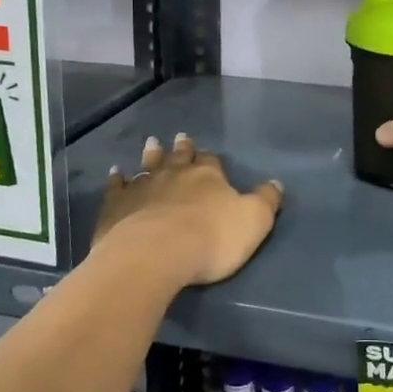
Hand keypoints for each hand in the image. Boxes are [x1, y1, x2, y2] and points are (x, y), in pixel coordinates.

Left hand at [95, 133, 283, 285]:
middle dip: (181, 148)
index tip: (206, 153)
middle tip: (179, 137)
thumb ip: (266, 200)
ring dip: (151, 155)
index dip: (209, 158)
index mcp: (208, 176)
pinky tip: (116, 173)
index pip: (211, 162)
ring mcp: (143, 187)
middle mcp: (175, 174)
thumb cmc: (211, 239)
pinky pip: (117, 187)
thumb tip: (276, 183)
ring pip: (148, 165)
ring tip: (151, 142)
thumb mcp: (254, 221)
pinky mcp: (117, 206)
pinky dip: (117, 179)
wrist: (155, 254)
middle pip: (179, 157)